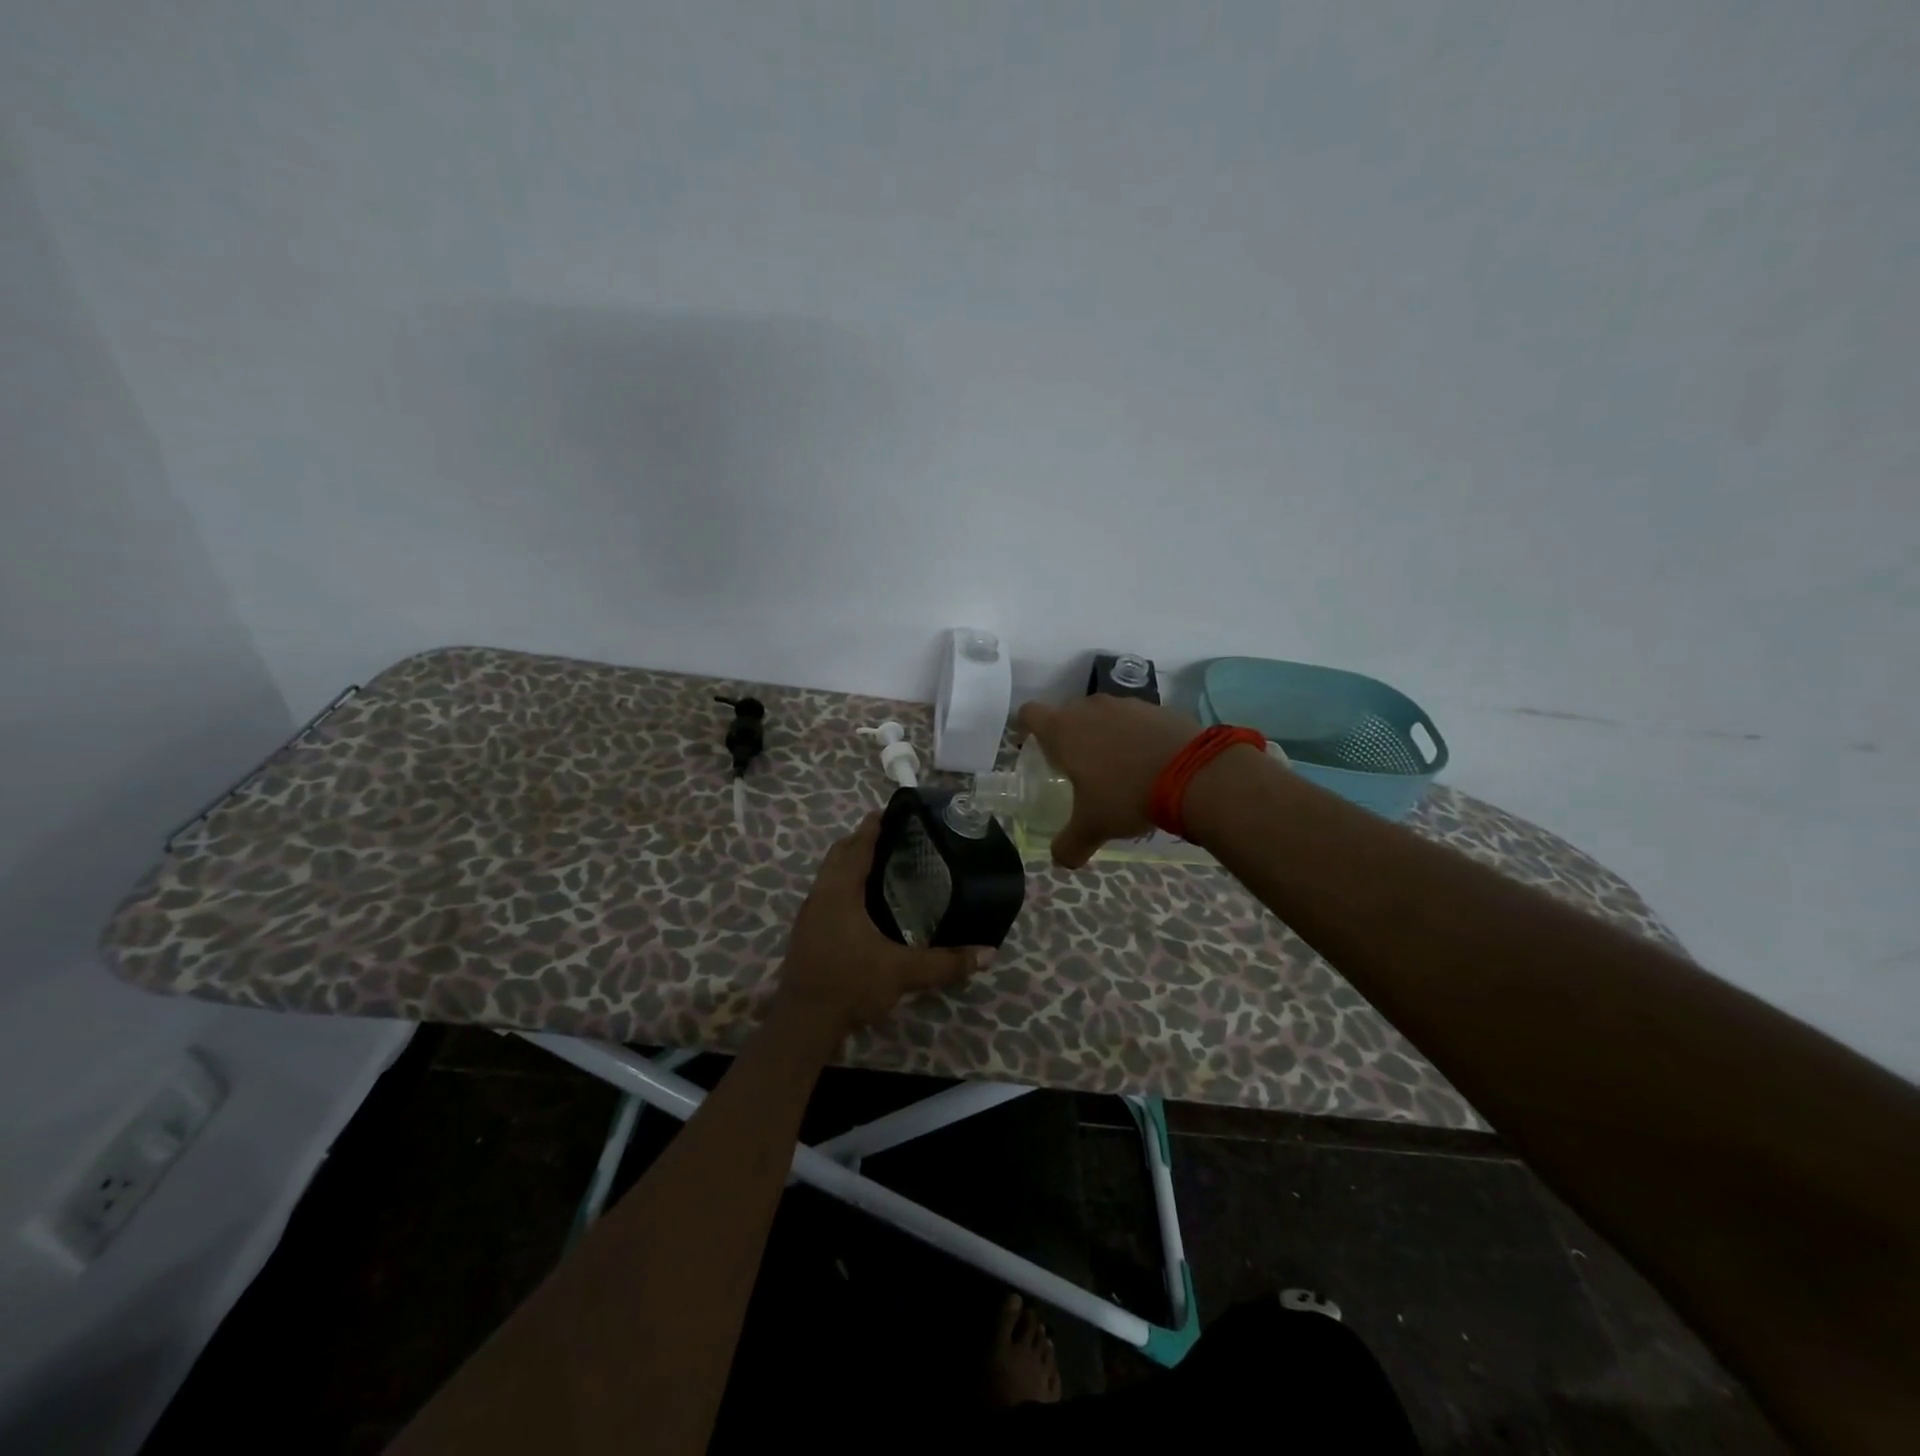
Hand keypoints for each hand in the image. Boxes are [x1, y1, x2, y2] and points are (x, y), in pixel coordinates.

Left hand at [776, 813, 990, 1033]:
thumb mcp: (902, 973)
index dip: (872, 827)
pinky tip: (860, 899)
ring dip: (848, 861)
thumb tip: (989, 954)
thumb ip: (946, 963)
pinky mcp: (806, 933)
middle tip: (888, 833)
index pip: (856, 847)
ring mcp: (809, 914)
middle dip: (859, 840)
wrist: (803, 1023)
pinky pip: (825, 892)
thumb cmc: (850, 984)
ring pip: (828, 874)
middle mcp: (820, 895)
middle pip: (838, 854)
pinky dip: (842, 883)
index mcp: (839, 892)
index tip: (887, 811)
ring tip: (877, 860)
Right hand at [1016, 695, 1202, 868]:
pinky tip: (1149, 763)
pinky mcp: (1157, 708)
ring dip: (1103, 735)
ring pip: (1103, 715)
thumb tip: (1060, 861)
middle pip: (1067, 714)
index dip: (1026, 728)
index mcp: (1063, 730)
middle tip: (1077, 767)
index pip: (1029, 714)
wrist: (1193, 773)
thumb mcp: (1093, 827)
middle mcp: (1090, 708)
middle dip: (1068, 736)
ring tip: (1117, 768)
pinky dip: (1135, 736)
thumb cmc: (1126, 795)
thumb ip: (1069, 844)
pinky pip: (1135, 720)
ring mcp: (1126, 704)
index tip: (1033, 747)